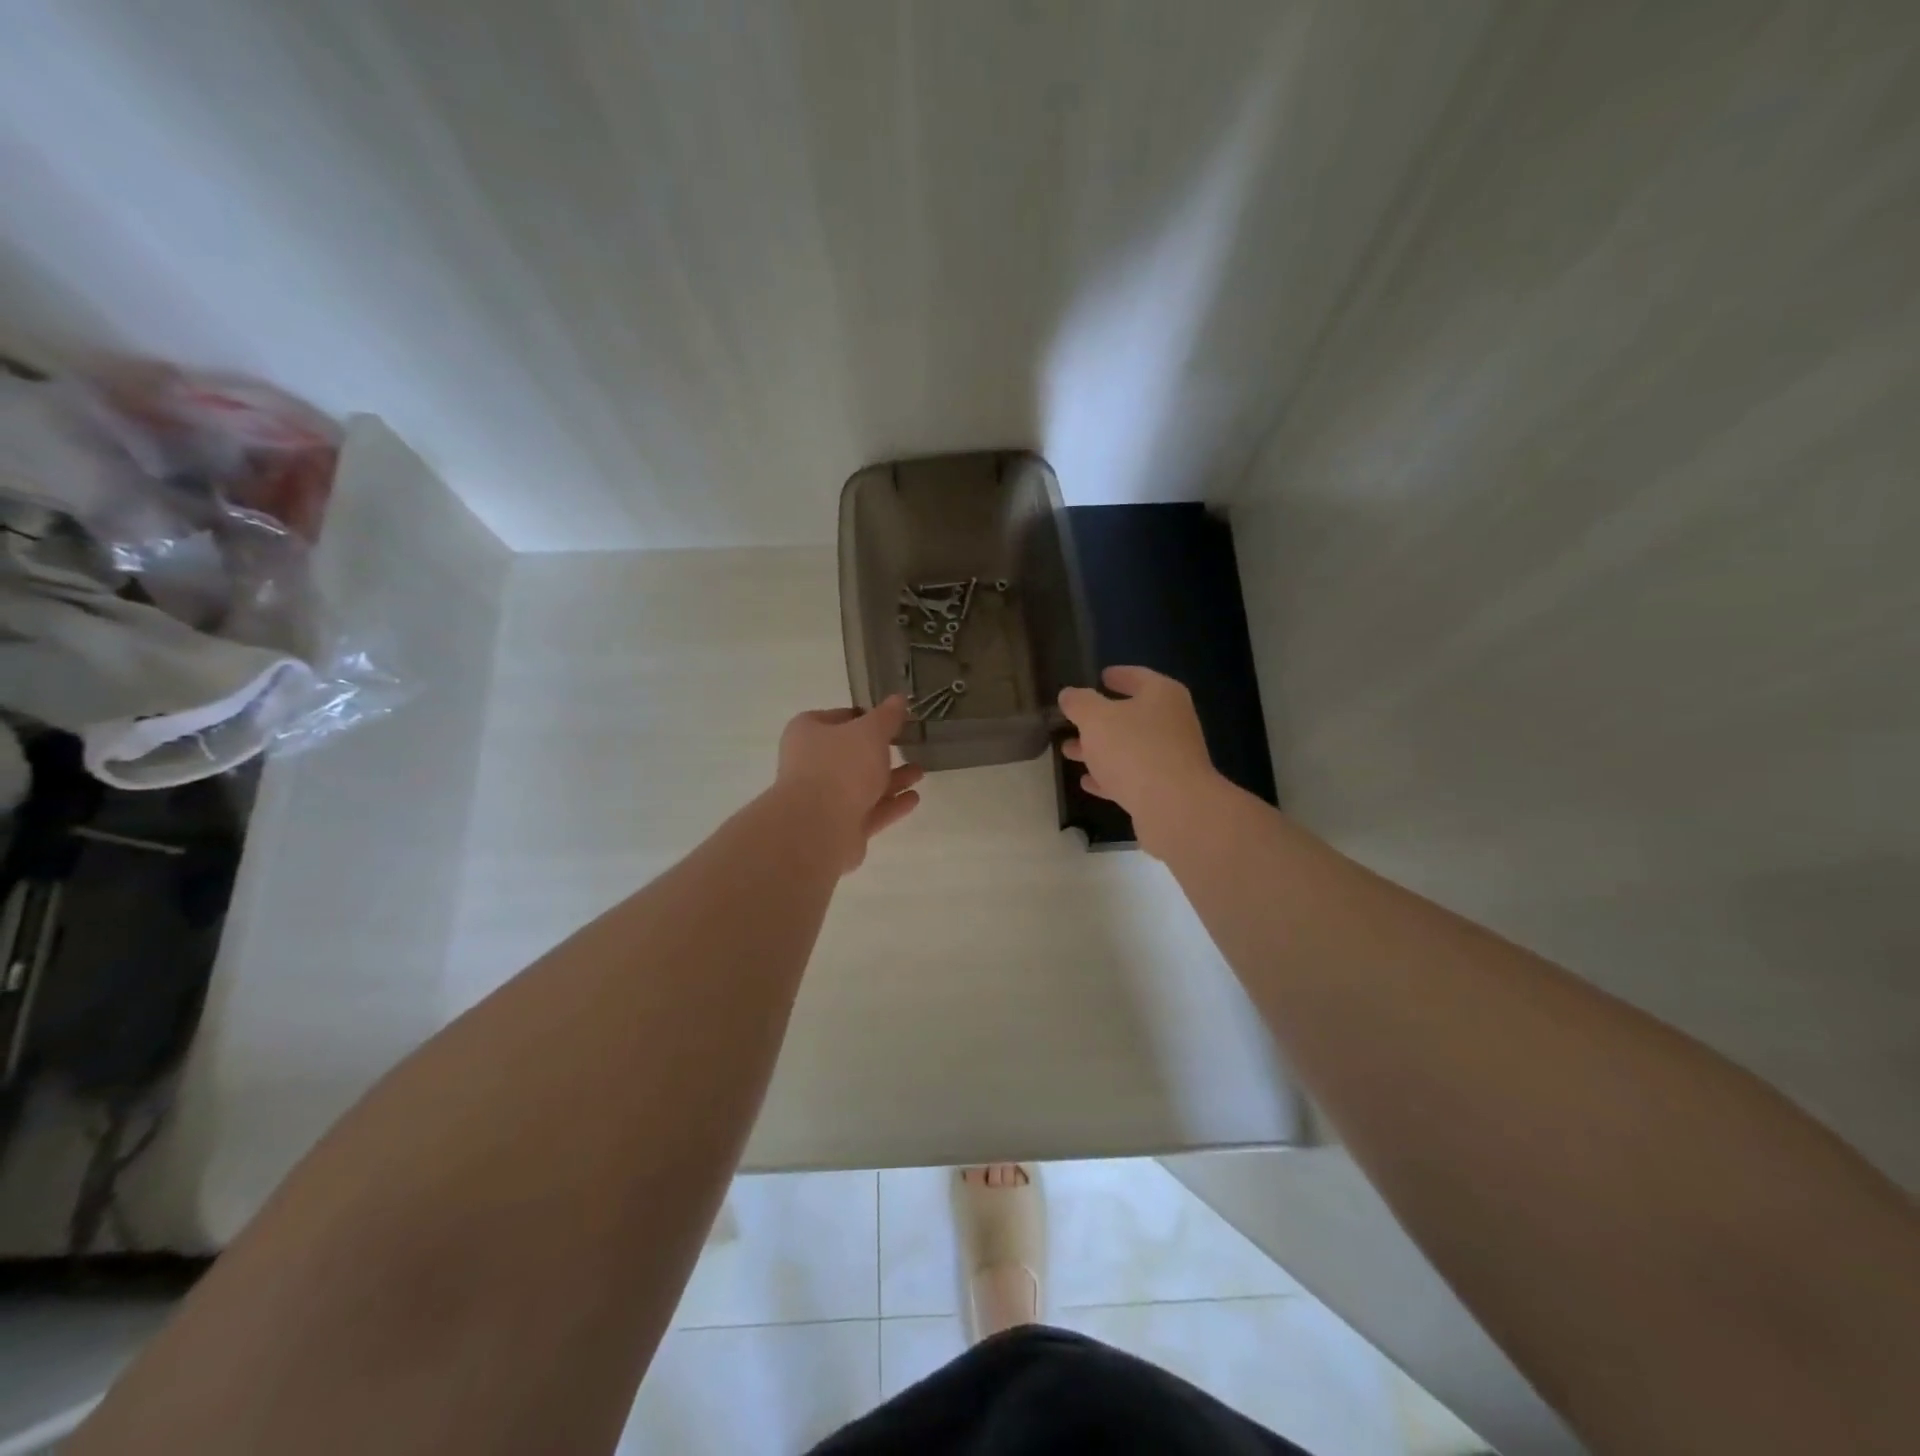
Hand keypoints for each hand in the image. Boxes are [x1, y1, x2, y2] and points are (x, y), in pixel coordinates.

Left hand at [777, 696, 923, 871]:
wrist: (818, 827)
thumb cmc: (841, 766)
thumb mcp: (870, 732)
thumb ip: (887, 716)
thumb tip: (899, 698)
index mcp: (808, 733)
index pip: (839, 718)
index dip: (865, 717)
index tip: (890, 719)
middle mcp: (811, 764)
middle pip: (851, 754)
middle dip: (881, 752)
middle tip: (908, 746)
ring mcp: (823, 799)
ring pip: (862, 785)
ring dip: (891, 779)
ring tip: (920, 773)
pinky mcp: (838, 827)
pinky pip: (869, 811)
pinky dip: (890, 804)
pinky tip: (913, 798)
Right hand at [1059, 667, 1221, 856]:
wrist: (1174, 808)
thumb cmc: (1134, 750)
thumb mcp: (1096, 719)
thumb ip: (1079, 703)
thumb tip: (1069, 695)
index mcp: (1162, 695)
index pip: (1137, 676)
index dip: (1117, 675)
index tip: (1099, 676)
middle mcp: (1172, 722)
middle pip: (1132, 714)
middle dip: (1100, 718)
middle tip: (1073, 719)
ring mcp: (1171, 757)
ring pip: (1129, 747)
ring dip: (1100, 749)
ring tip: (1069, 751)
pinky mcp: (1165, 788)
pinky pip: (1132, 776)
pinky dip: (1109, 776)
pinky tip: (1088, 782)